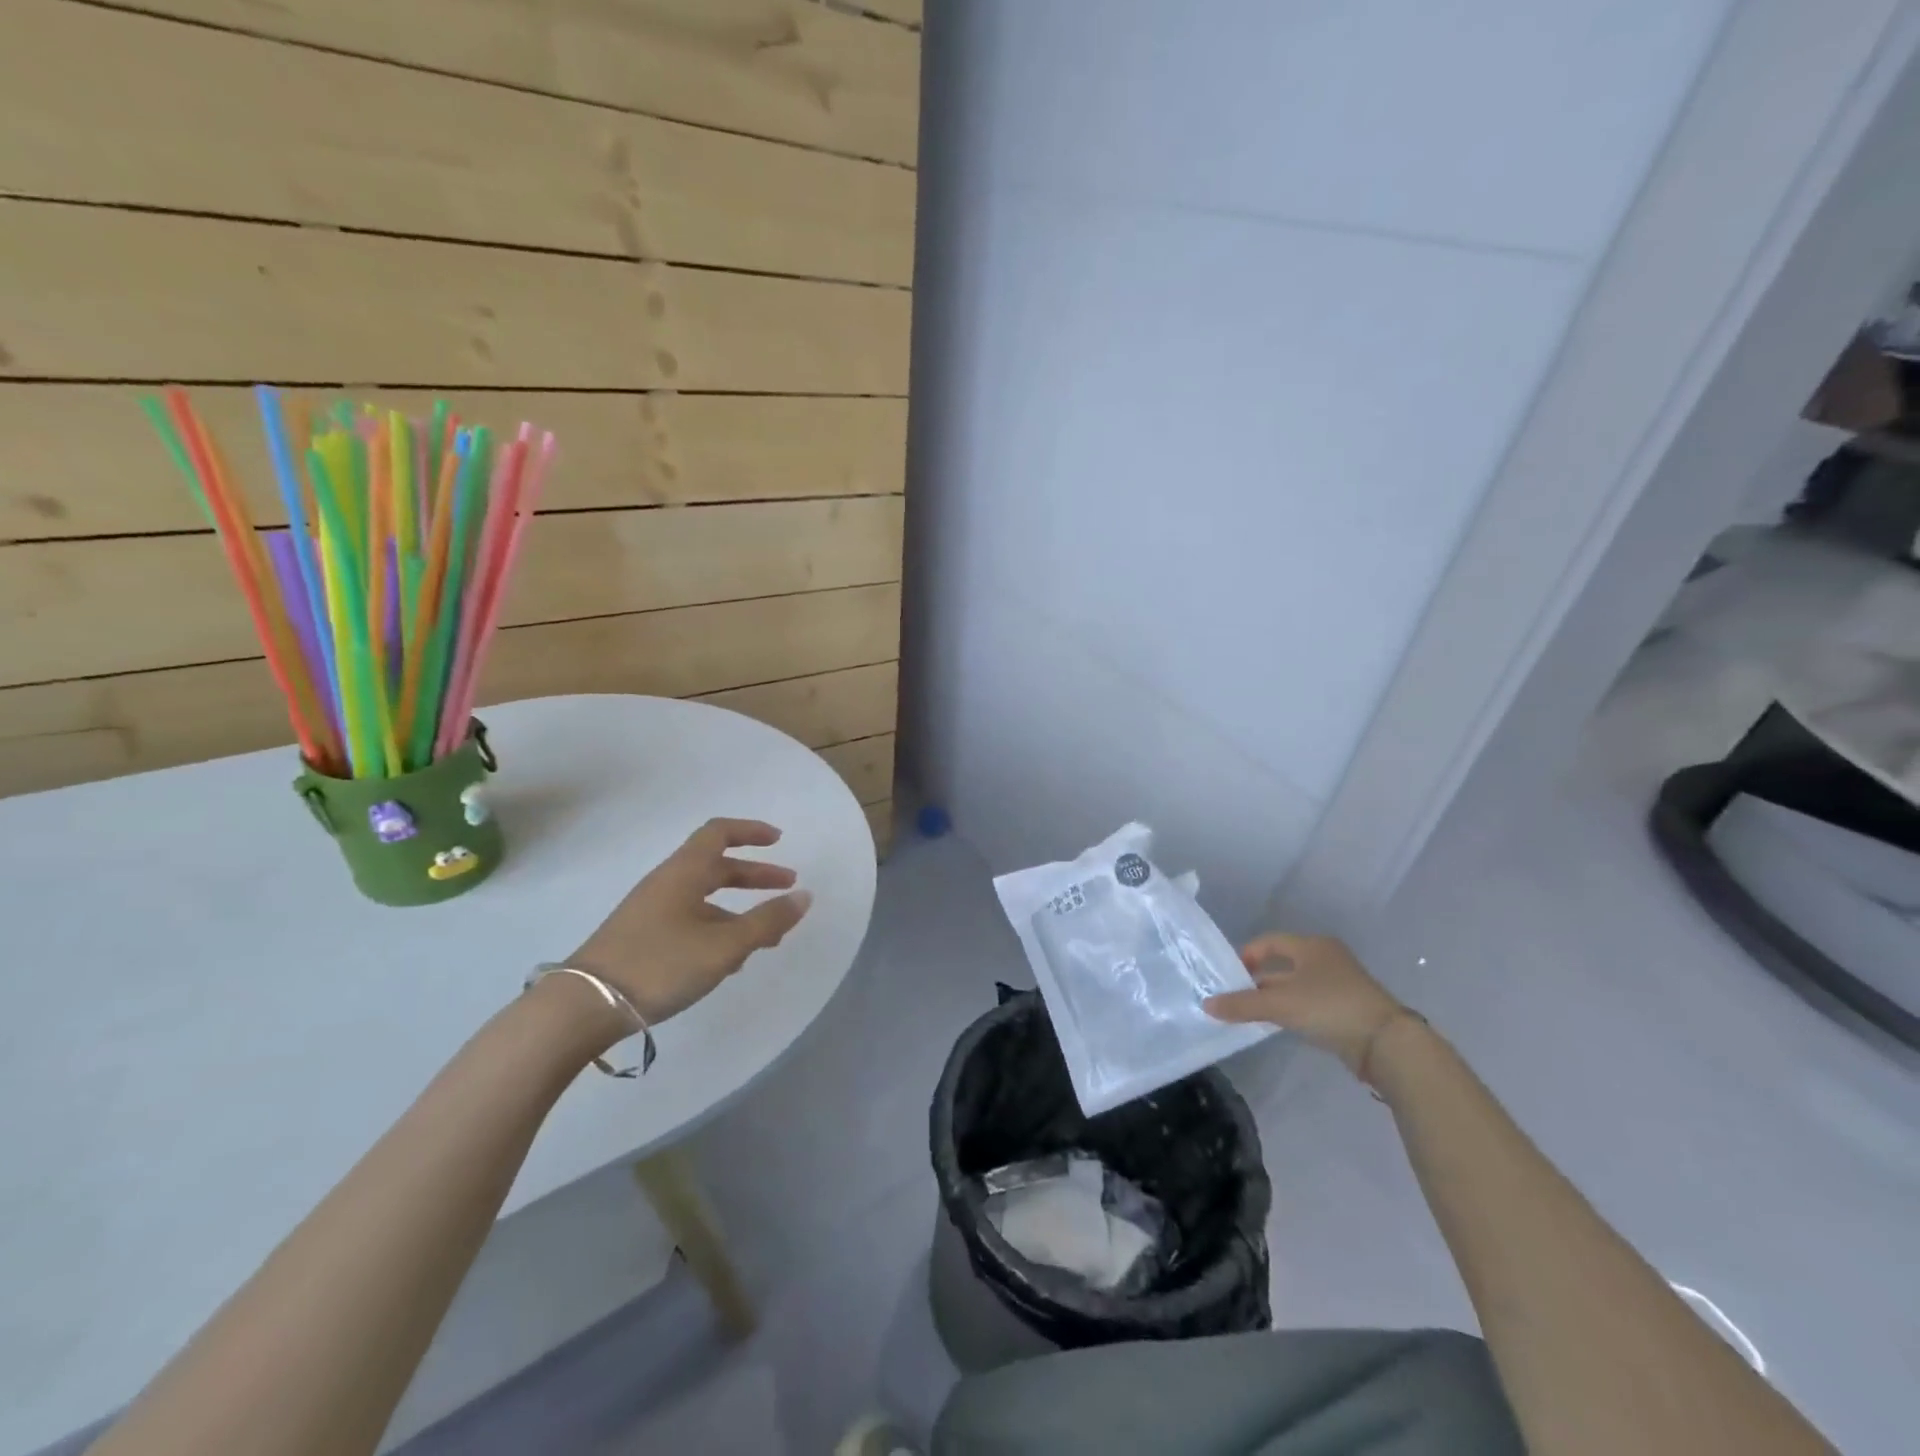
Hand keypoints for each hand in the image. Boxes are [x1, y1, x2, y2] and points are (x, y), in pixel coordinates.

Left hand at [568, 818, 811, 1024]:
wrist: (583, 1007)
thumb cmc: (660, 964)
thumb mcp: (725, 945)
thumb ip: (768, 921)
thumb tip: (804, 896)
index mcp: (684, 872)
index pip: (719, 833)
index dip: (751, 831)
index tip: (779, 841)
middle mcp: (667, 884)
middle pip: (716, 867)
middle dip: (755, 876)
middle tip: (788, 887)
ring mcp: (651, 913)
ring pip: (704, 899)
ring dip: (739, 910)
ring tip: (767, 938)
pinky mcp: (642, 940)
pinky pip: (690, 922)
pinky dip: (717, 931)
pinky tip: (730, 963)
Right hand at [1204, 933, 1406, 1075]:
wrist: (1387, 1043)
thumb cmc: (1330, 1007)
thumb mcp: (1280, 1004)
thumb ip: (1242, 1004)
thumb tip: (1206, 1004)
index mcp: (1311, 946)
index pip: (1269, 942)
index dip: (1246, 956)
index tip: (1229, 976)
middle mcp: (1325, 958)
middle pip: (1281, 965)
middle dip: (1257, 981)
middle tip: (1235, 998)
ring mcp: (1339, 984)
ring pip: (1295, 986)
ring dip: (1273, 998)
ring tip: (1251, 1014)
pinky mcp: (1347, 1009)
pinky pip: (1309, 1003)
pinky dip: (1292, 1010)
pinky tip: (1279, 1025)